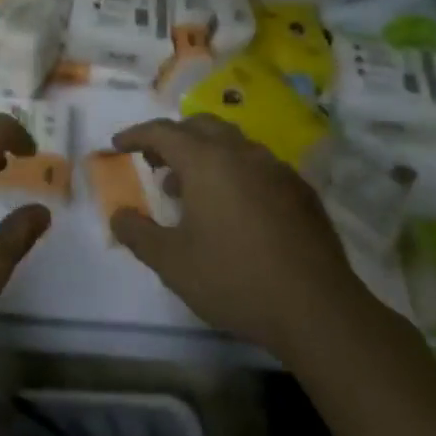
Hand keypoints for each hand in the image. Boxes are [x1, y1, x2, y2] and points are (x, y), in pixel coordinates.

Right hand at [109, 116, 378, 353]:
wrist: (317, 309)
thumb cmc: (234, 279)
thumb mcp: (171, 262)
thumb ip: (137, 233)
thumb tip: (119, 215)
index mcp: (207, 161)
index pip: (163, 132)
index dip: (136, 135)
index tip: (118, 145)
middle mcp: (242, 153)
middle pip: (201, 126)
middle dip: (173, 137)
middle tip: (154, 160)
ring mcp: (277, 170)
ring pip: (233, 144)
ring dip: (205, 155)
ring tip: (190, 190)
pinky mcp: (301, 192)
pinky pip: (258, 166)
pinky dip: (235, 172)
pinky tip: (233, 208)